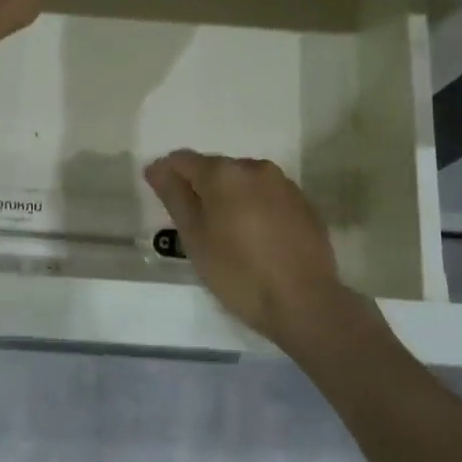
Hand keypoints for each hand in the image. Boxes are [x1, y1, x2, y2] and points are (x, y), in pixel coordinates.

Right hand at [143, 150, 377, 351]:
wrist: (303, 301)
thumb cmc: (238, 272)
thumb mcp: (195, 238)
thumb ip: (174, 196)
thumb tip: (157, 167)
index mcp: (224, 173)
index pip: (183, 160)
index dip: (166, 174)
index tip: (160, 197)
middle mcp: (256, 168)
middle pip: (216, 168)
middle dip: (201, 188)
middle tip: (194, 225)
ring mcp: (284, 185)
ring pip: (244, 182)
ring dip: (230, 198)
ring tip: (226, 233)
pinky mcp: (304, 204)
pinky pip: (268, 196)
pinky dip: (255, 208)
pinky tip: (256, 239)